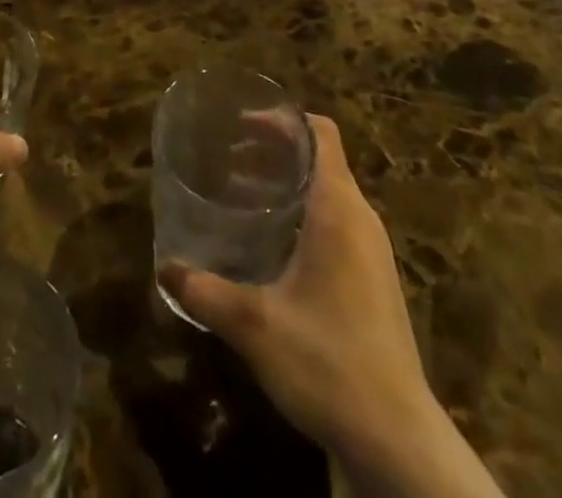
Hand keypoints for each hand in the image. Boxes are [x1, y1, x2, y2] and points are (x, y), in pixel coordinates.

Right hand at [161, 116, 432, 457]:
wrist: (398, 441)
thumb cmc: (328, 362)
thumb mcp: (254, 325)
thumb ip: (205, 292)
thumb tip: (163, 269)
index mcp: (338, 208)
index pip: (319, 132)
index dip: (282, 119)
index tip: (241, 122)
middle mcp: (360, 219)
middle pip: (319, 158)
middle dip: (273, 150)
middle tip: (228, 157)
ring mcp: (372, 252)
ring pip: (328, 193)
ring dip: (287, 184)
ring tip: (241, 195)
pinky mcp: (374, 282)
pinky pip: (336, 224)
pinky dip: (302, 214)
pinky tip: (271, 246)